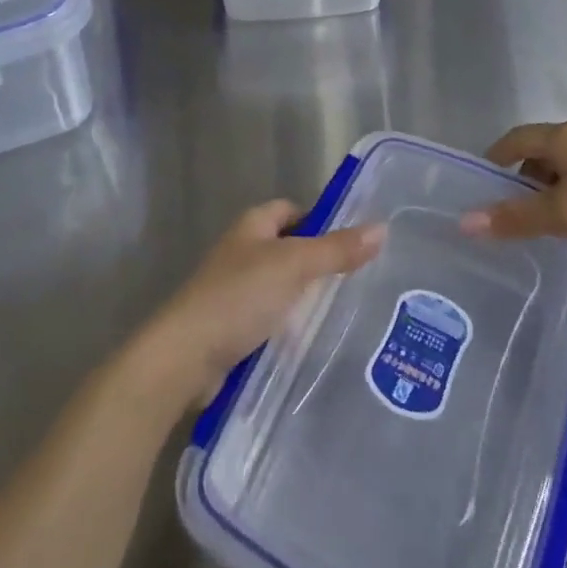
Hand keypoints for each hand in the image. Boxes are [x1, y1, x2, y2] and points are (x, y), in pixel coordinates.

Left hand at [136, 201, 385, 408]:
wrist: (185, 357)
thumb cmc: (239, 297)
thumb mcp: (294, 266)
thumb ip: (337, 249)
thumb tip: (381, 228)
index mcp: (252, 226)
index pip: (292, 210)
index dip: (320, 220)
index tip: (352, 241)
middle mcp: (242, 252)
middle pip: (288, 249)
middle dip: (318, 264)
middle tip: (358, 280)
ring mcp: (234, 292)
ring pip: (280, 288)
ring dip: (304, 300)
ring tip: (346, 314)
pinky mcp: (232, 328)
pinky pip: (269, 320)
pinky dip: (288, 328)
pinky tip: (312, 343)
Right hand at [461, 121, 566, 268]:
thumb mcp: (563, 216)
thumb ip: (514, 218)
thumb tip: (464, 221)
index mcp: (565, 136)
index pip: (515, 139)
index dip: (494, 161)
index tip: (480, 191)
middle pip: (540, 152)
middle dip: (521, 182)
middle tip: (511, 217)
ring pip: (566, 167)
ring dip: (550, 192)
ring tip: (546, 227)